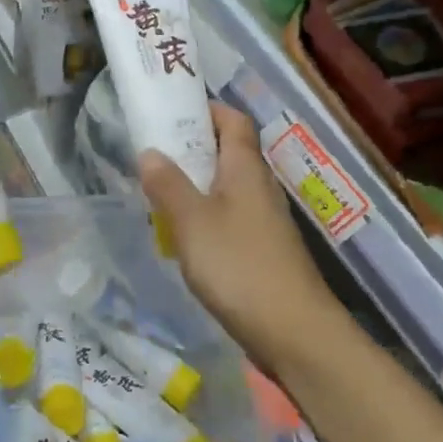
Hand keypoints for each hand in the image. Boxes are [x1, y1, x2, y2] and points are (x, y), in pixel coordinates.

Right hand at [139, 103, 341, 371]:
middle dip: (192, 148)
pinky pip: (230, 216)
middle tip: (153, 155)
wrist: (294, 331)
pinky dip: (206, 215)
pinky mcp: (263, 248)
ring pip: (227, 186)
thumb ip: (168, 184)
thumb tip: (149, 151)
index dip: (205, 110)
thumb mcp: (192, 221)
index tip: (170, 114)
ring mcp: (264, 219)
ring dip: (196, 184)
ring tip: (159, 194)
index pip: (233, 119)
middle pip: (228, 151)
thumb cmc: (239, 265)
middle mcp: (259, 185)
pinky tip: (185, 236)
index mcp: (245, 167)